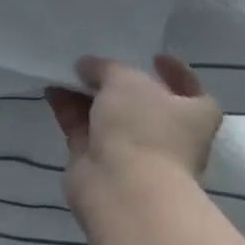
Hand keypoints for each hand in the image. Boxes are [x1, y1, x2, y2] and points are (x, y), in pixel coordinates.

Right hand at [46, 55, 222, 217]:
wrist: (122, 186)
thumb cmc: (142, 127)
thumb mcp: (126, 80)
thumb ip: (105, 67)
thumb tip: (87, 67)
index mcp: (192, 115)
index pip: (190, 89)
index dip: (175, 73)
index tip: (153, 58)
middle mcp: (166, 133)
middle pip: (141, 102)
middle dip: (117, 82)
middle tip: (95, 61)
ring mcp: (131, 149)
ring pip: (107, 115)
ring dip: (86, 94)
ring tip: (64, 69)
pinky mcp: (98, 161)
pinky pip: (82, 128)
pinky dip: (68, 109)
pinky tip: (52, 89)